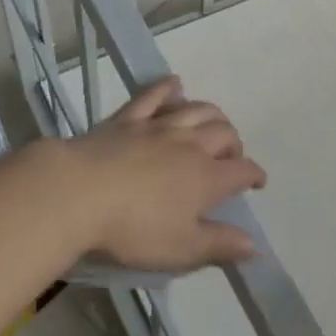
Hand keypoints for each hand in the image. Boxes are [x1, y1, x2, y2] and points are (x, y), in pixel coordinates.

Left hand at [30, 77, 265, 273]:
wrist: (78, 194)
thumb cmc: (133, 229)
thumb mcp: (181, 249)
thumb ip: (220, 245)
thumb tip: (254, 245)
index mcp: (207, 178)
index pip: (243, 171)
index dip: (255, 176)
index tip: (257, 183)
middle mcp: (191, 145)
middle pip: (225, 133)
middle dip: (235, 144)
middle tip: (231, 158)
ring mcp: (159, 127)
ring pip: (197, 110)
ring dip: (213, 115)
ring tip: (214, 124)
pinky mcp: (128, 119)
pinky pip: (154, 95)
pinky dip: (169, 88)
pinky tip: (175, 85)